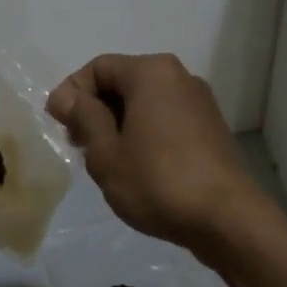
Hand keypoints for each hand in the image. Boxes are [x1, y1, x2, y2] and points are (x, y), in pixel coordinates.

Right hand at [46, 53, 268, 258]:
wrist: (227, 218)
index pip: (98, 68)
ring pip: (145, 101)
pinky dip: (145, 132)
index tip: (59, 126)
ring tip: (107, 160)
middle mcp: (178, 76)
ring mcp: (199, 101)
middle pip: (123, 81)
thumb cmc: (157, 181)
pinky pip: (166, 117)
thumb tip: (66, 96)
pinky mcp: (210, 127)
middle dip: (96, 109)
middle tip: (80, 146)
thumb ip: (84, 118)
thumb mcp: (106, 153)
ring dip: (119, 123)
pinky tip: (137, 166)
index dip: (72, 93)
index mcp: (151, 72)